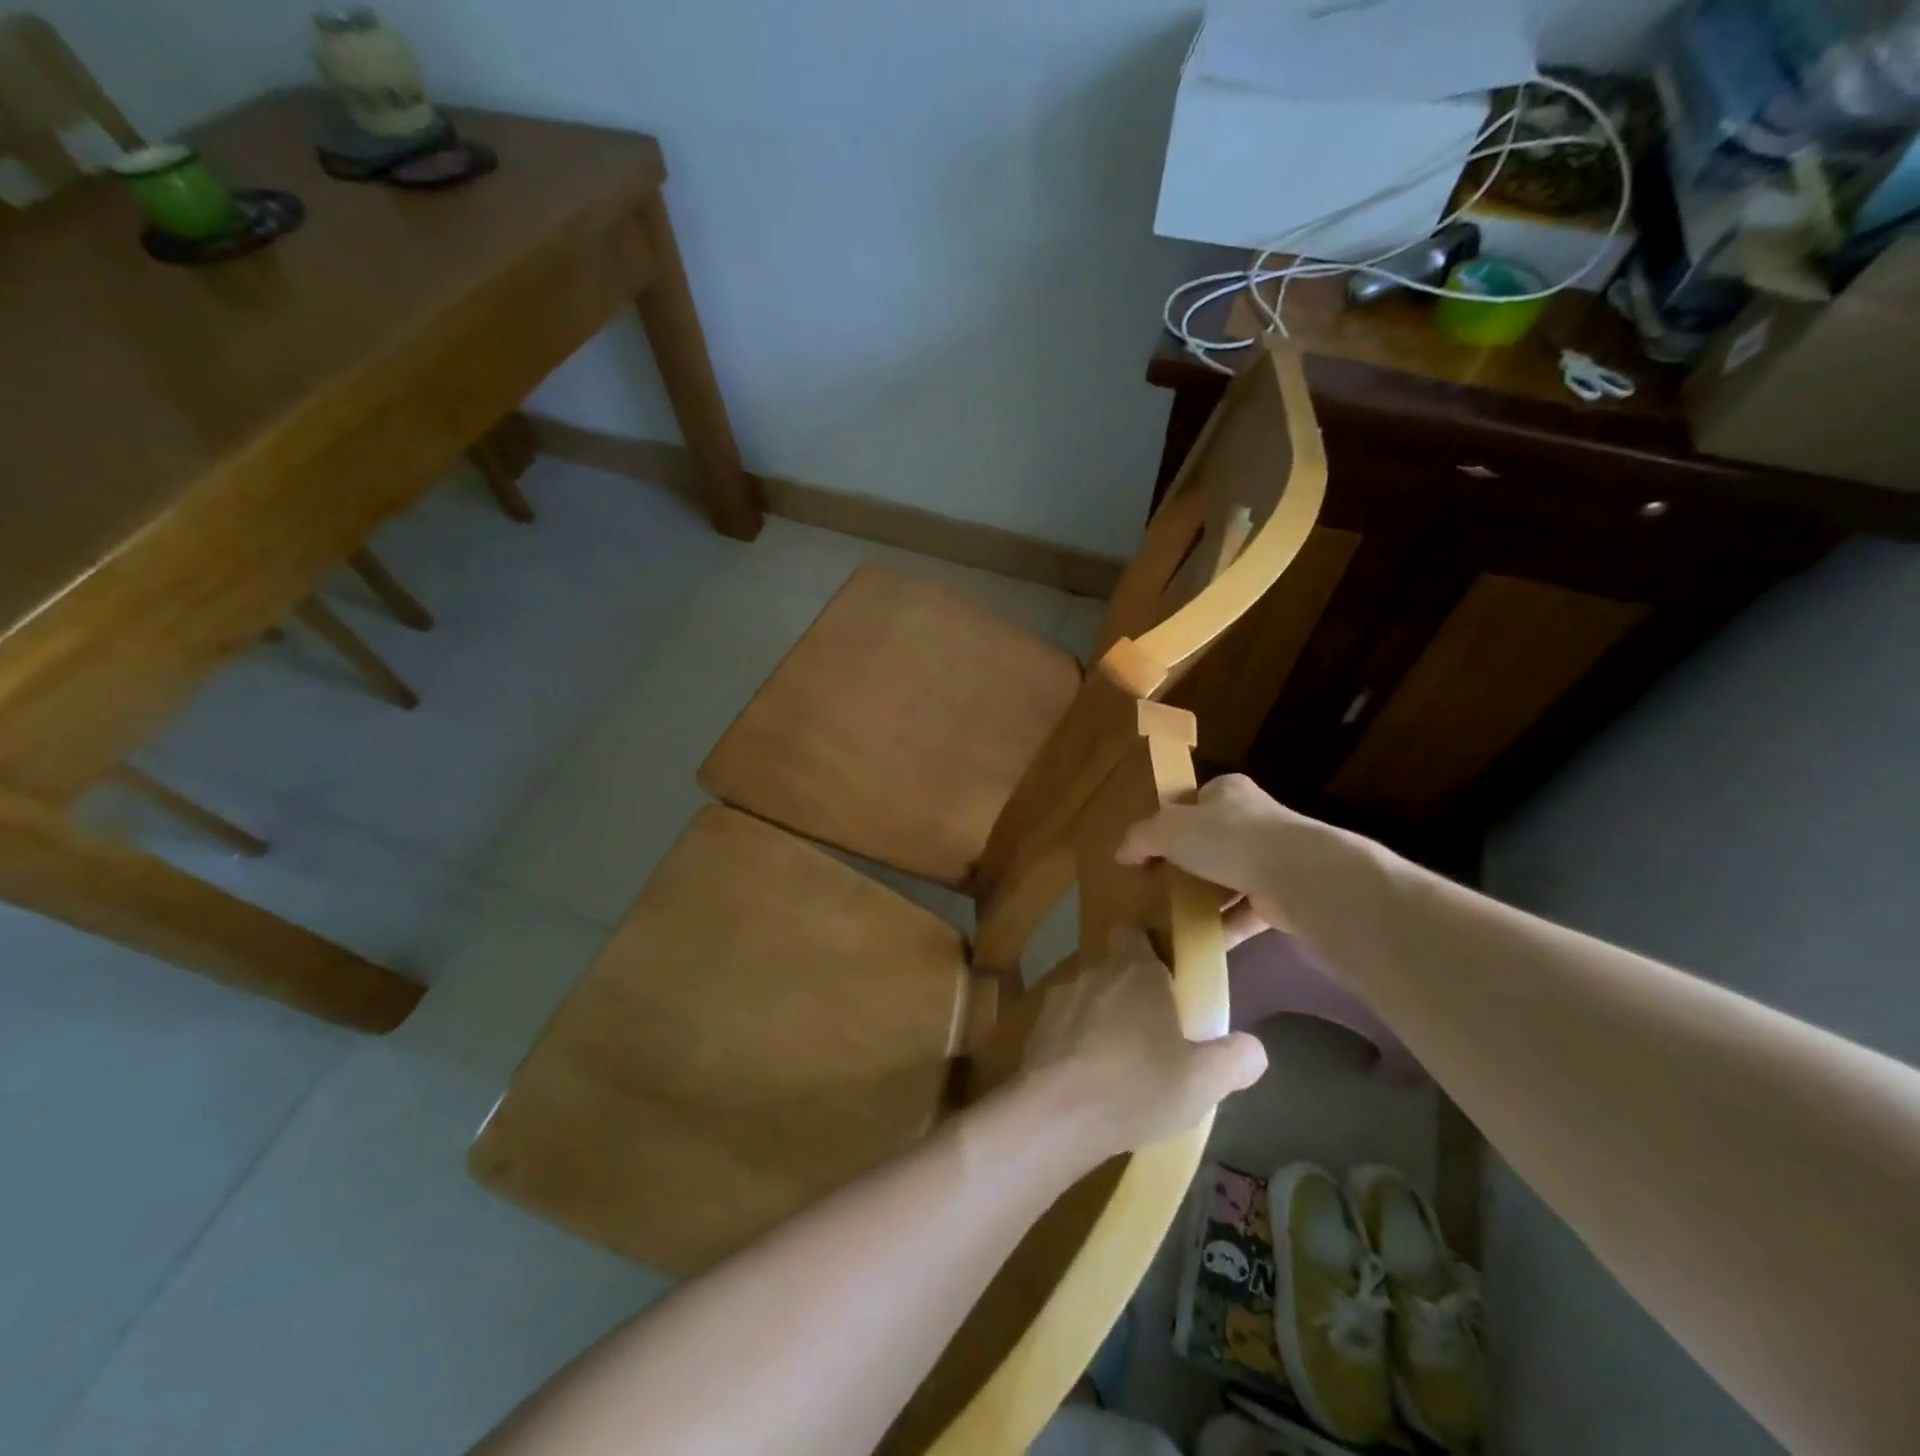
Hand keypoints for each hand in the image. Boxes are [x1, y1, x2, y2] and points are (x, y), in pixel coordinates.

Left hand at [1017, 927, 1266, 1161]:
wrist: (1058, 1113)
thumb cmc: (1138, 1085)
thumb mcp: (1204, 1081)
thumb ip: (1236, 1059)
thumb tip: (1252, 1048)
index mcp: (1135, 969)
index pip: (1134, 934)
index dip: (1147, 951)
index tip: (1165, 982)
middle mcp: (1094, 971)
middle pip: (1112, 967)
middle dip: (1128, 991)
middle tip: (1151, 1032)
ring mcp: (1059, 998)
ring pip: (1086, 997)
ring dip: (1099, 1018)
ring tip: (1117, 1062)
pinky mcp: (1035, 1028)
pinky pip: (1062, 1025)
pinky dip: (1073, 1042)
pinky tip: (1086, 1078)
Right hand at [1115, 774, 1310, 938]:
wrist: (1296, 875)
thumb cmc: (1227, 838)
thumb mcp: (1168, 828)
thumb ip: (1141, 838)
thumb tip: (1122, 853)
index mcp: (1227, 792)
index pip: (1195, 801)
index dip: (1170, 821)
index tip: (1150, 848)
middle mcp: (1253, 820)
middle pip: (1210, 841)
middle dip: (1186, 863)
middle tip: (1157, 883)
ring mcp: (1272, 859)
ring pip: (1227, 878)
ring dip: (1205, 898)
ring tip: (1172, 916)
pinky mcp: (1283, 896)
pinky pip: (1244, 913)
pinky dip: (1223, 927)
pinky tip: (1198, 940)